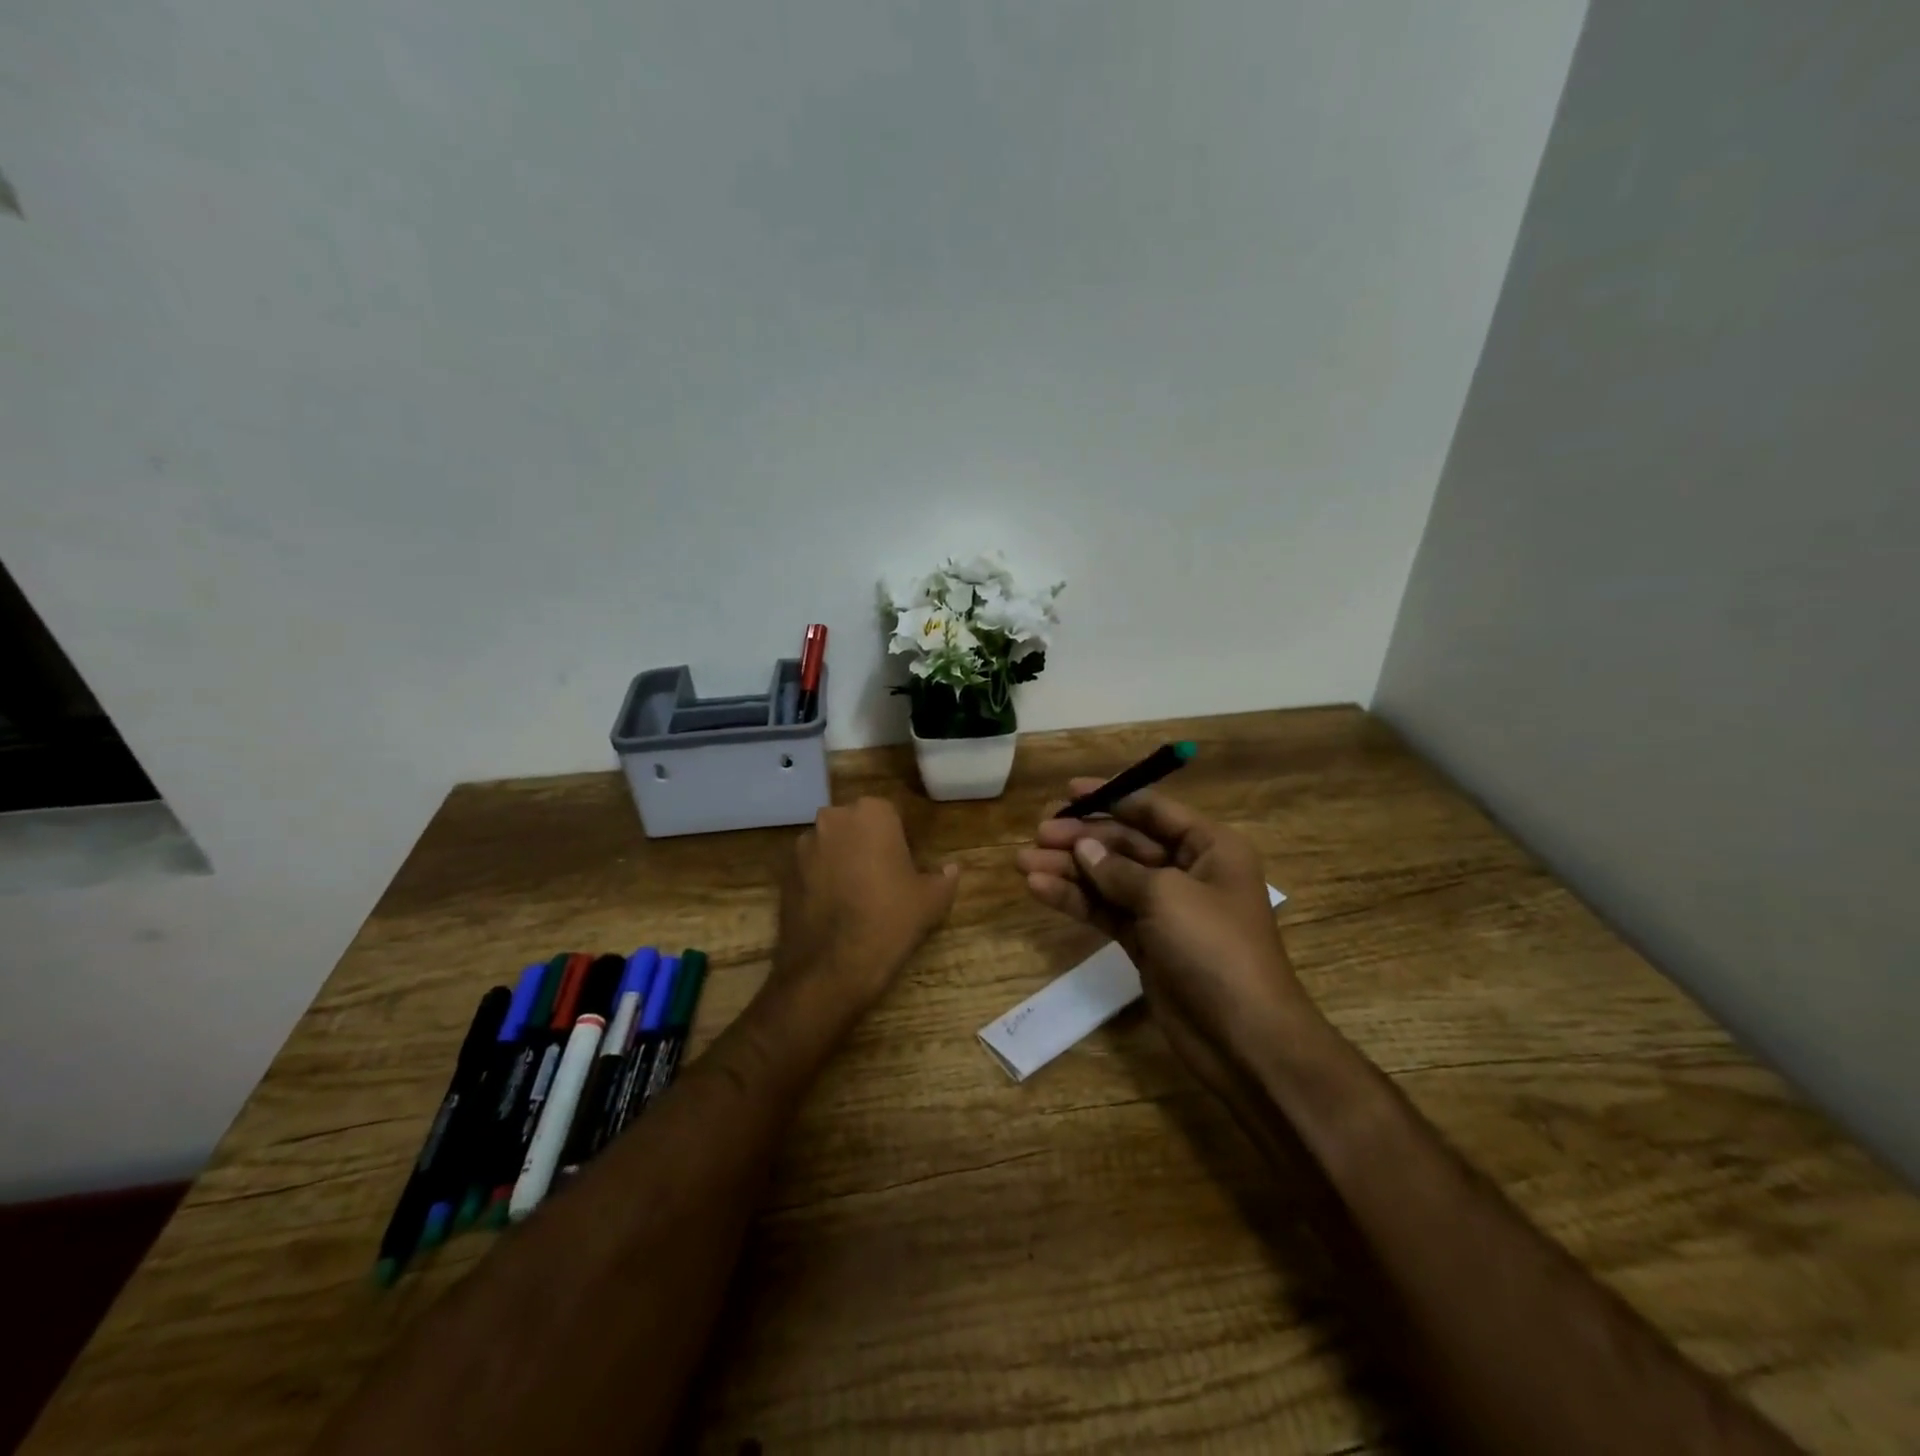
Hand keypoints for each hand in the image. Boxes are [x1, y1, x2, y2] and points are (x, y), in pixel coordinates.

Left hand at [772, 797, 959, 1016]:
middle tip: (883, 879)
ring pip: (831, 845)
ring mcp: (803, 844)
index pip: (890, 815)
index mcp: (872, 813)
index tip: (905, 866)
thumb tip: (952, 869)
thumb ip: (944, 878)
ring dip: (841, 861)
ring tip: (855, 897)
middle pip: (856, 825)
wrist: (830, 968)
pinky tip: (833, 909)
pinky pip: (810, 868)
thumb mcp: (931, 901)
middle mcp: (832, 818)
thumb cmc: (888, 922)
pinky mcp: (783, 872)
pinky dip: (821, 880)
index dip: (899, 840)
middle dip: (867, 844)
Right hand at [1014, 780, 1313, 1084]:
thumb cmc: (1215, 949)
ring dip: (1069, 869)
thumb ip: (1119, 869)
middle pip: (1126, 843)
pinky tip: (1040, 889)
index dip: (1111, 797)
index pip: (1153, 810)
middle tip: (1038, 833)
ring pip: (1109, 878)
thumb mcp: (1167, 896)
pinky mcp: (1145, 942)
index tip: (1068, 792)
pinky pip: (1105, 911)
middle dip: (1082, 837)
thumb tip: (1083, 847)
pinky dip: (1075, 900)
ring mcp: (1164, 910)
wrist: (1242, 1037)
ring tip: (1023, 862)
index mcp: (1209, 848)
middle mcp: (1187, 871)